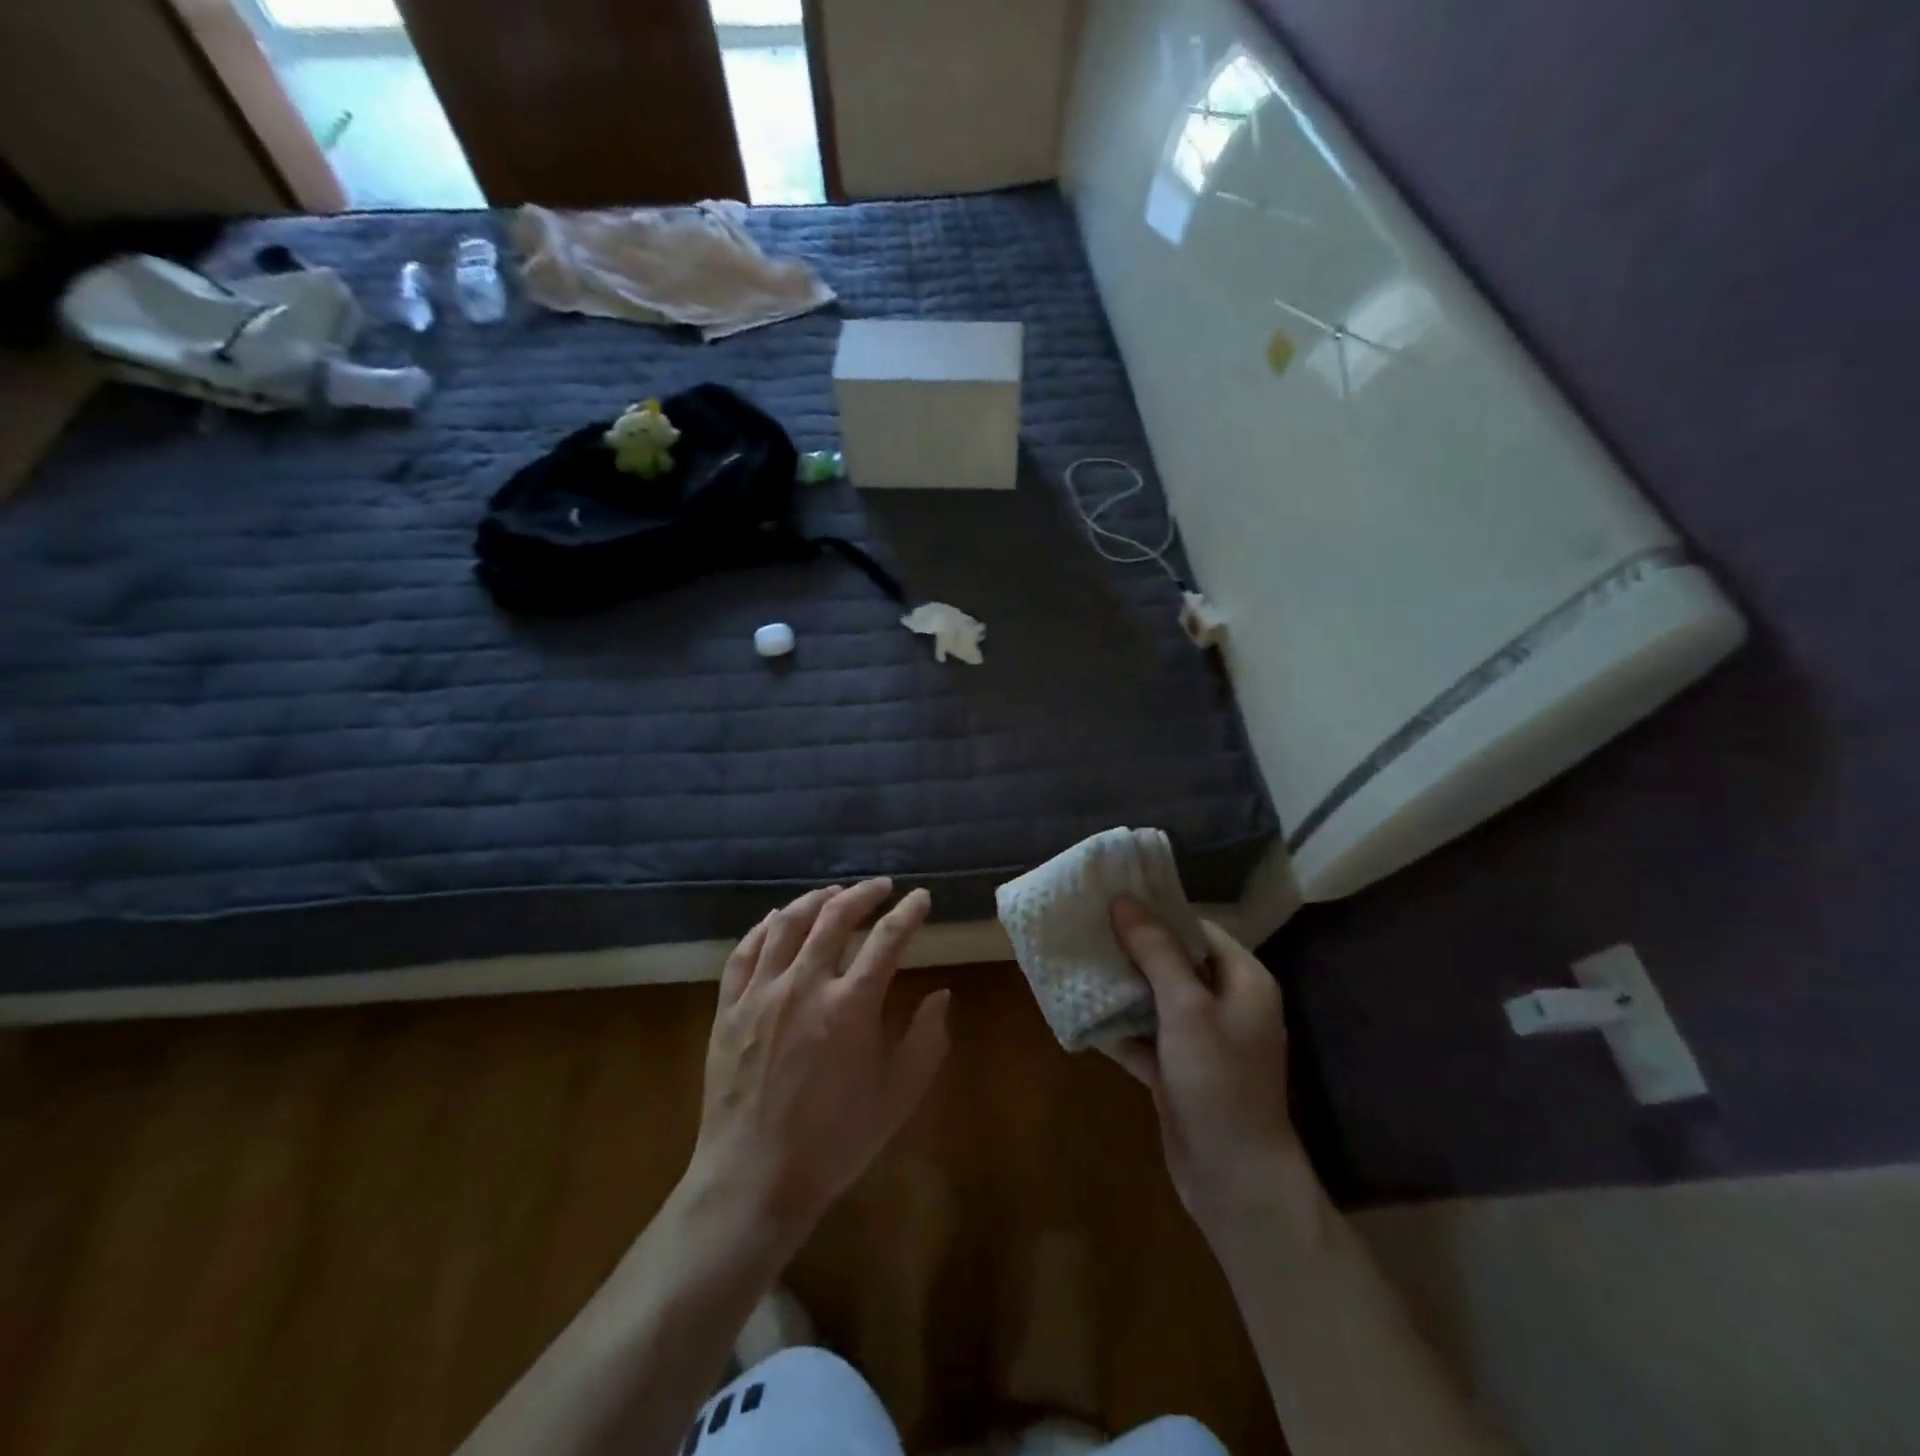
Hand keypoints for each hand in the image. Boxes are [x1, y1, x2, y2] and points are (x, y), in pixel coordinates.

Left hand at [687, 879, 949, 1253]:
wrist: (754, 1180)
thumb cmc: (834, 1141)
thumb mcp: (897, 1097)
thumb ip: (926, 1041)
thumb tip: (941, 995)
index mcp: (851, 1005)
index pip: (888, 938)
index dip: (909, 912)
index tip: (921, 897)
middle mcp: (805, 984)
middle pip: (835, 917)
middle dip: (863, 893)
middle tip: (880, 886)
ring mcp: (761, 993)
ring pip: (787, 924)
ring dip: (814, 900)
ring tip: (832, 893)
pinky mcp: (729, 1009)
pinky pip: (744, 952)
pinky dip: (764, 928)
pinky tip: (775, 920)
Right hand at [1107, 897, 1305, 1238]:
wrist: (1235, 1182)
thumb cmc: (1219, 1082)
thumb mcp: (1186, 1008)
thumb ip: (1156, 951)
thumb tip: (1124, 900)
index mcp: (1243, 980)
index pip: (1196, 929)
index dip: (1156, 912)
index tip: (1112, 898)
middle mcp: (1226, 1004)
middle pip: (1173, 961)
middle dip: (1130, 948)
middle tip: (1085, 926)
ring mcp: (1201, 1040)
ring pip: (1155, 999)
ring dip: (1120, 986)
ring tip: (1076, 960)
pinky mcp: (1178, 1069)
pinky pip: (1145, 1035)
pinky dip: (1118, 1026)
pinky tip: (1080, 1011)